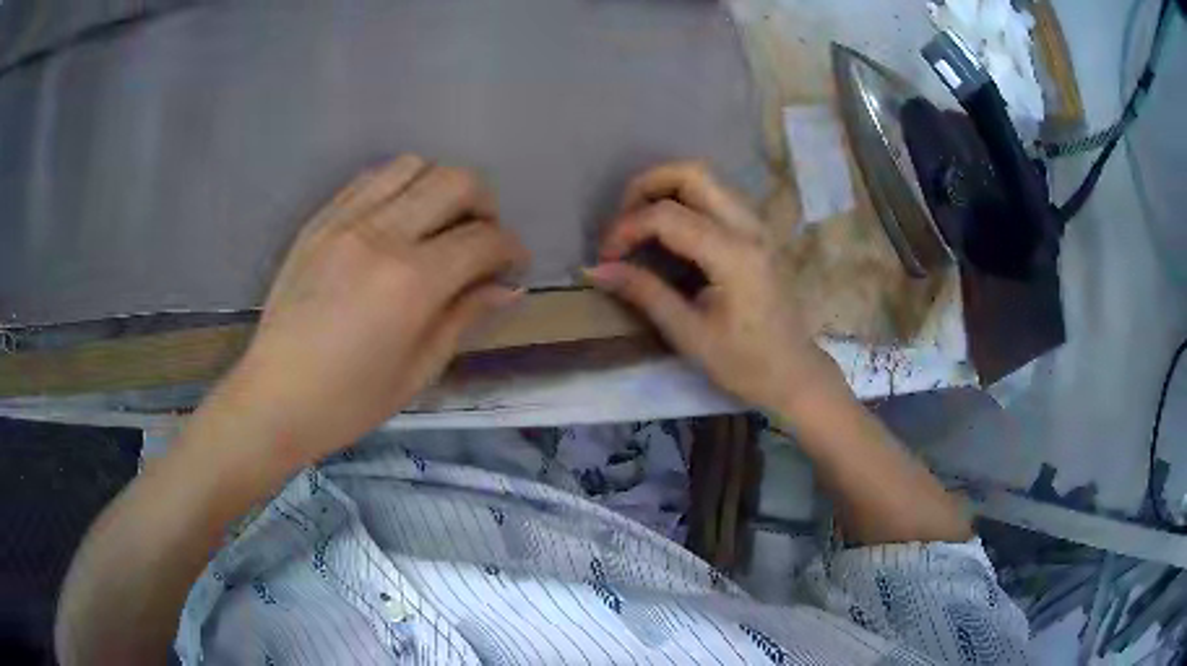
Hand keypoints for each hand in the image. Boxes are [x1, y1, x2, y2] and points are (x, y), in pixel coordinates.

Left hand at [227, 155, 527, 461]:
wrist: (274, 398)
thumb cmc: (349, 401)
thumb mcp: (418, 370)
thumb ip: (464, 316)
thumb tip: (508, 287)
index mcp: (411, 282)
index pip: (484, 240)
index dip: (511, 249)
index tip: (513, 267)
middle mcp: (381, 235)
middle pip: (456, 182)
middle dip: (485, 205)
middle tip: (481, 239)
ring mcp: (344, 220)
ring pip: (412, 165)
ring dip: (439, 187)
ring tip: (438, 222)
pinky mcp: (319, 220)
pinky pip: (369, 178)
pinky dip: (398, 187)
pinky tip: (397, 219)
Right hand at [585, 161, 846, 415]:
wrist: (795, 373)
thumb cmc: (745, 364)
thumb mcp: (689, 334)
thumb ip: (645, 293)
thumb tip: (596, 270)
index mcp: (734, 256)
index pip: (668, 216)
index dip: (626, 229)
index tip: (606, 258)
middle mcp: (749, 228)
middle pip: (693, 172)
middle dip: (647, 185)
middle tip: (622, 220)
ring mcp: (758, 225)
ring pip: (707, 178)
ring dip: (666, 188)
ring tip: (640, 223)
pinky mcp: (757, 232)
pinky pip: (717, 194)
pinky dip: (685, 198)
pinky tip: (669, 231)